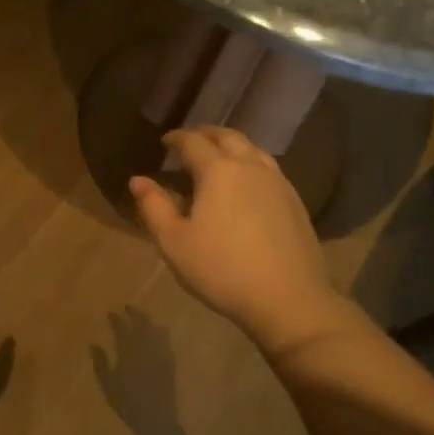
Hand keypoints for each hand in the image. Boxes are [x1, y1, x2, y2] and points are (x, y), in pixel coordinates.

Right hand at [91, 308, 179, 434]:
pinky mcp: (170, 363)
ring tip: (144, 317)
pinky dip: (163, 333)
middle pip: (141, 324)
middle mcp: (145, 348)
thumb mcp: (108, 383)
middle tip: (128, 307)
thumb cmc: (127, 402)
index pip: (122, 329)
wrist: (156, 418)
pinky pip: (167, 342)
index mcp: (128, 351)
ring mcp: (160, 355)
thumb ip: (101, 362)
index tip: (111, 312)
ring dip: (149, 321)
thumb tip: (93, 344)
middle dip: (134, 314)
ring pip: (155, 331)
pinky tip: (161, 332)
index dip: (116, 319)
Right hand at [130, 128, 333, 354]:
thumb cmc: (222, 269)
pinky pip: (268, 168)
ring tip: (218, 158)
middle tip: (190, 142)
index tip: (165, 143)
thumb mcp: (174, 242)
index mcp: (218, 170)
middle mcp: (250, 166)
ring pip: (252, 149)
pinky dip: (250, 163)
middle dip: (206, 134)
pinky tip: (246, 184)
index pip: (193, 141)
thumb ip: (154, 206)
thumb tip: (138, 180)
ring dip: (231, 146)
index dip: (176, 138)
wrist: (288, 300)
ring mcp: (278, 182)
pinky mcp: (295, 201)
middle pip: (228, 137)